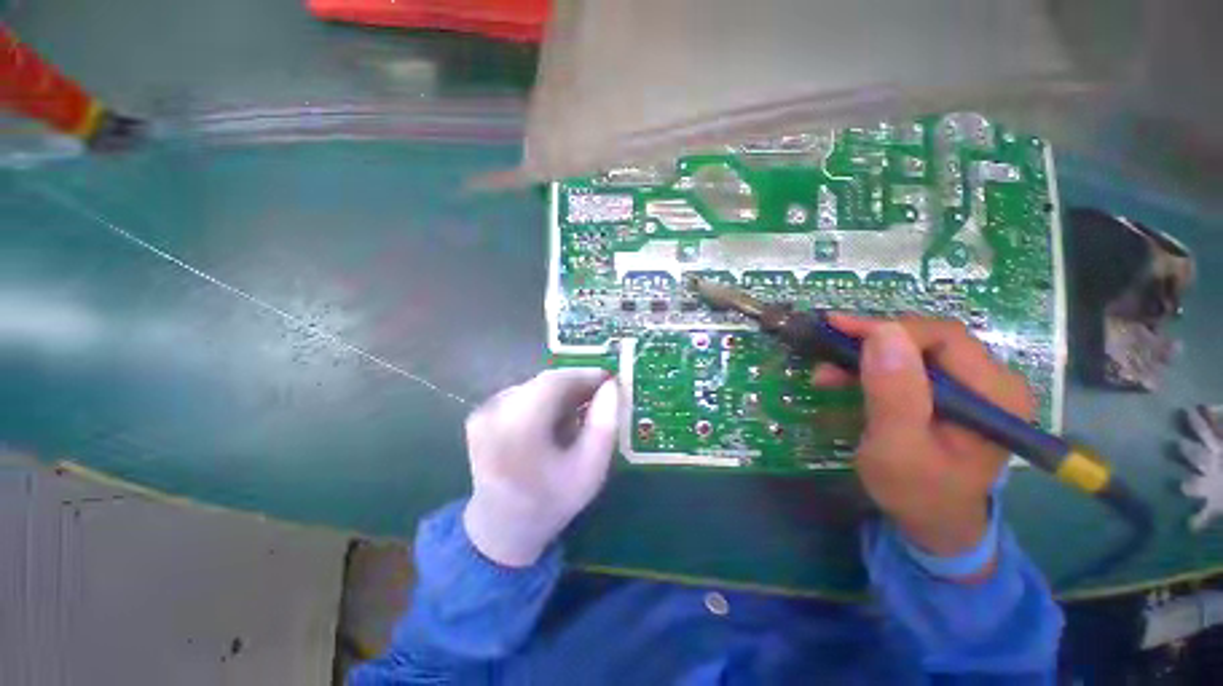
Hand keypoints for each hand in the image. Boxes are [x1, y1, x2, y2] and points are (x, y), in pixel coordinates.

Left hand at [463, 368, 620, 567]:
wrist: (501, 528)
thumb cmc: (551, 502)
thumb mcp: (590, 471)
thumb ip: (604, 426)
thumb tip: (611, 387)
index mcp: (517, 428)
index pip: (554, 382)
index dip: (585, 375)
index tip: (610, 380)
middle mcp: (493, 412)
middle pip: (544, 382)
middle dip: (575, 384)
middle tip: (600, 395)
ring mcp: (483, 412)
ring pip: (534, 386)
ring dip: (561, 393)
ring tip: (580, 412)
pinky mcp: (481, 414)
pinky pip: (522, 394)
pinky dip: (544, 400)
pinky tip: (555, 421)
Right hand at [812, 315, 1034, 559]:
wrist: (933, 521)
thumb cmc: (916, 491)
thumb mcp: (897, 449)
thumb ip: (894, 394)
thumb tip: (883, 334)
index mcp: (994, 395)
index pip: (943, 337)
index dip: (887, 328)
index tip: (836, 329)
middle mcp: (992, 381)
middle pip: (928, 338)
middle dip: (872, 340)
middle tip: (827, 351)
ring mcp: (973, 385)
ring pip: (914, 348)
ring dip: (867, 354)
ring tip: (827, 371)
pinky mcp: (952, 391)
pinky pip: (909, 364)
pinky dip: (872, 365)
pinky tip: (845, 377)